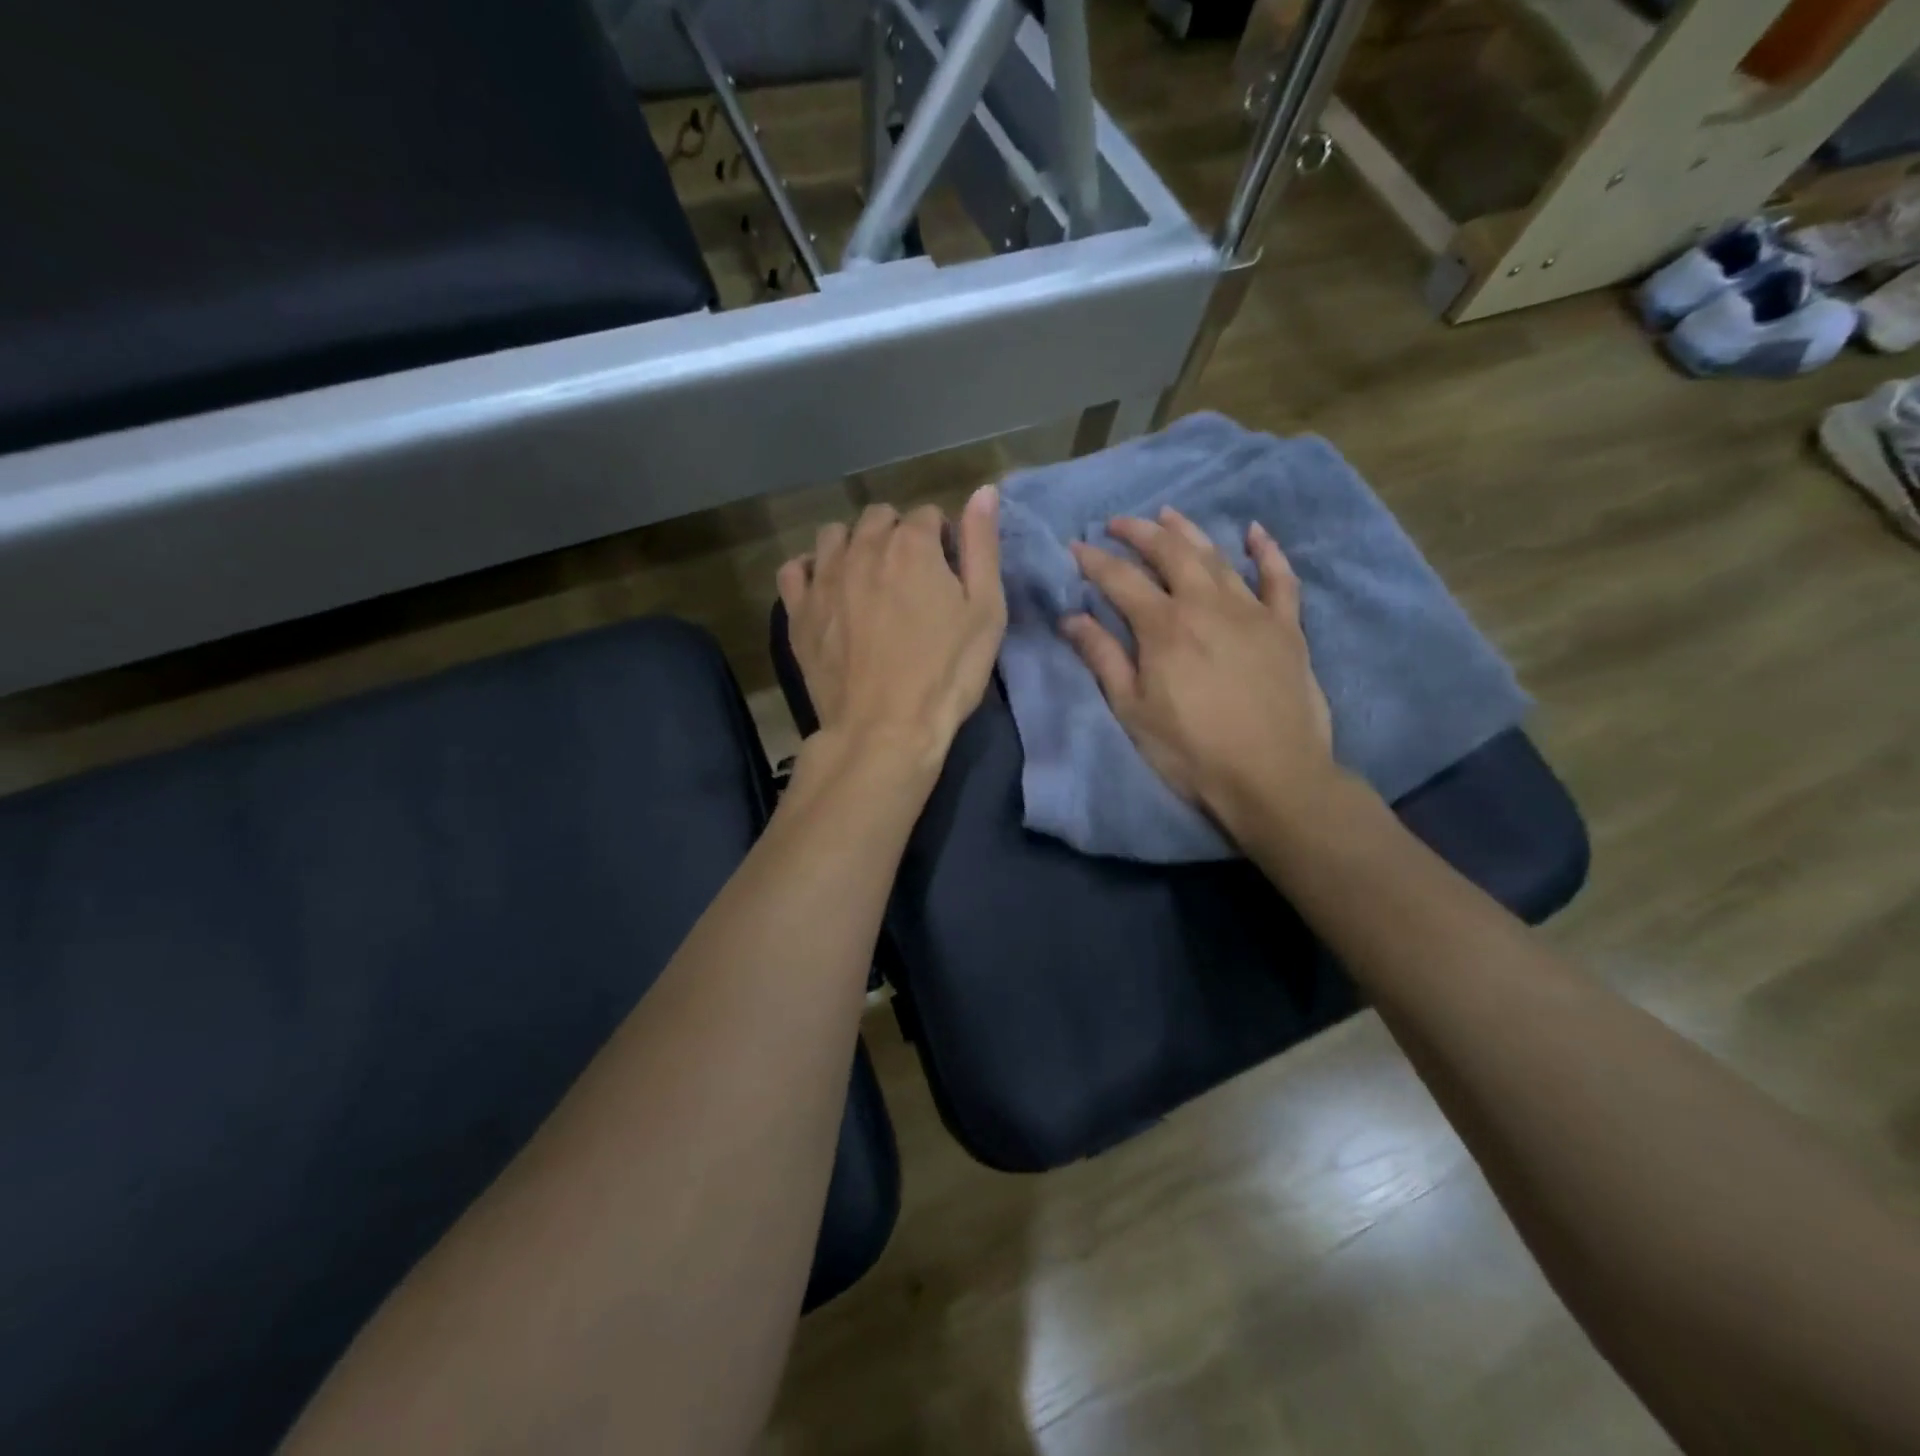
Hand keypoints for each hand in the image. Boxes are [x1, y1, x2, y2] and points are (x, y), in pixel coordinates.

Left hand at [778, 488, 1006, 777]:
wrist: (885, 729)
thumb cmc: (946, 673)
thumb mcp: (985, 611)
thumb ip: (982, 546)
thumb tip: (983, 490)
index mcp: (912, 544)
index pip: (927, 515)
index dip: (941, 541)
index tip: (947, 574)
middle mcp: (862, 548)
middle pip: (879, 517)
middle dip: (897, 536)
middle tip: (911, 580)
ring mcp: (824, 578)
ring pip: (834, 535)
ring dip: (854, 546)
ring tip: (869, 581)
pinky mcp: (798, 611)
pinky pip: (794, 569)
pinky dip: (811, 571)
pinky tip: (827, 591)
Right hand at [1062, 508, 1337, 839]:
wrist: (1272, 776)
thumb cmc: (1191, 750)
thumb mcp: (1132, 709)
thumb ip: (1103, 657)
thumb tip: (1071, 618)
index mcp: (1164, 626)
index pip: (1121, 579)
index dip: (1094, 560)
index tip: (1075, 546)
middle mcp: (1206, 605)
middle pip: (1170, 553)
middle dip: (1140, 532)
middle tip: (1118, 522)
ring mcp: (1252, 611)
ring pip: (1217, 557)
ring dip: (1189, 531)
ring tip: (1168, 515)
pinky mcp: (1286, 627)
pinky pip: (1279, 578)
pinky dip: (1267, 551)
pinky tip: (1255, 532)